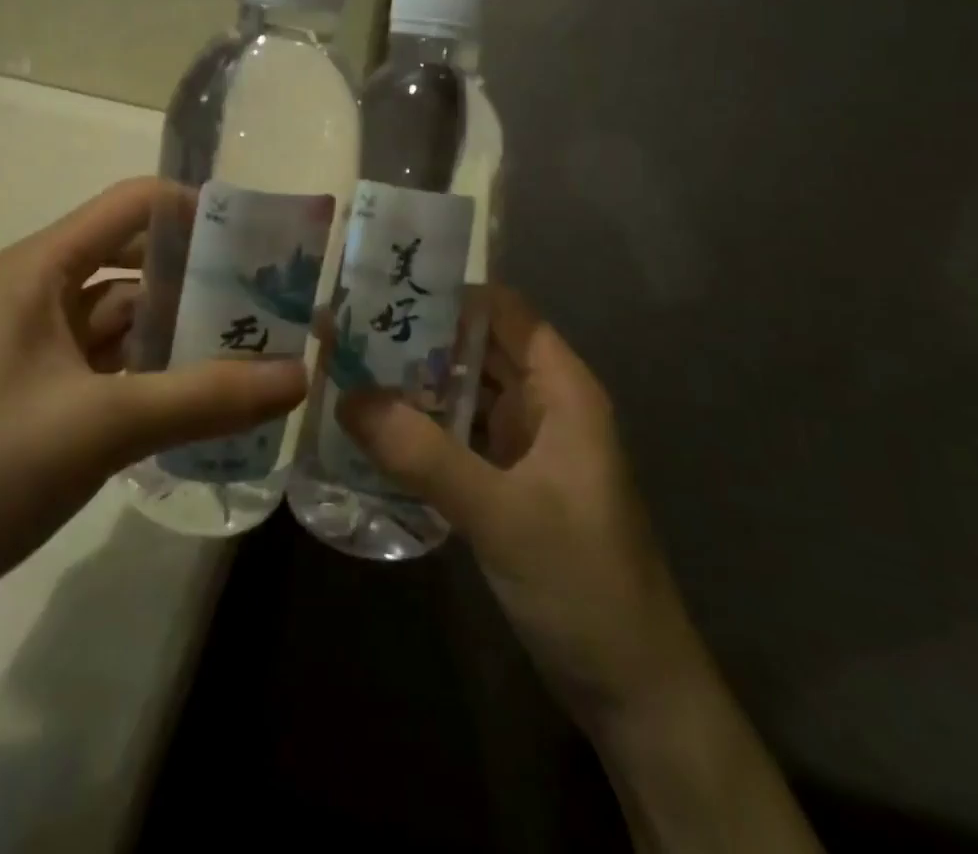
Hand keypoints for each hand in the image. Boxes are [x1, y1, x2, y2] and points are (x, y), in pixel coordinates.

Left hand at [0, 178, 307, 641]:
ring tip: (259, 353)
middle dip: (204, 279)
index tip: (265, 241)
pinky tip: (206, 402)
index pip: (133, 205)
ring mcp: (36, 351)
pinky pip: (112, 371)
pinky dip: (156, 378)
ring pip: (127, 322)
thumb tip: (300, 376)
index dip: (199, 210)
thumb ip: (202, 398)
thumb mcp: (98, 427)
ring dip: (184, 334)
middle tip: (277, 305)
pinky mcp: (38, 400)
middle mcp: (38, 295)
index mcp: (39, 268)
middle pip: (136, 263)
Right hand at [338, 289, 704, 728]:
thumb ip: (423, 454)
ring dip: (413, 383)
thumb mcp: (501, 514)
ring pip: (463, 393)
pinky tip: (372, 429)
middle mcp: (543, 405)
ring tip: (343, 367)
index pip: (502, 312)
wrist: (634, 691)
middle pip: (475, 348)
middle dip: (416, 336)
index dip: (448, 292)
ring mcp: (525, 446)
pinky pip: (457, 437)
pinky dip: (420, 428)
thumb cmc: (584, 583)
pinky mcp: (507, 483)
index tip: (381, 286)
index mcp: (561, 389)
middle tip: (343, 327)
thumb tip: (346, 396)